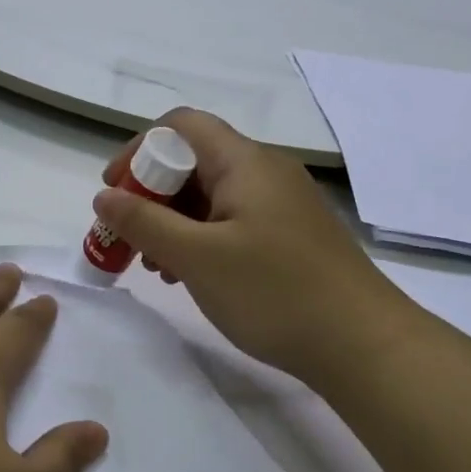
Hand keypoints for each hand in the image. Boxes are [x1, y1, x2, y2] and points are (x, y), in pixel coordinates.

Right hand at [94, 109, 426, 388]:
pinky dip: (203, 238)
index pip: (180, 125)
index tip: (114, 191)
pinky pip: (234, 220)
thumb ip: (144, 222)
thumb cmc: (275, 293)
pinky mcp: (292, 235)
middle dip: (152, 194)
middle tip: (130, 238)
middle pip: (194, 160)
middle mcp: (265, 170)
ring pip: (212, 194)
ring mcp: (283, 203)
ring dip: (175, 221)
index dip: (139, 149)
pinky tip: (193, 276)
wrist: (366, 346)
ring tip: (157, 266)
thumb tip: (104, 195)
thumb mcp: (197, 258)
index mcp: (244, 161)